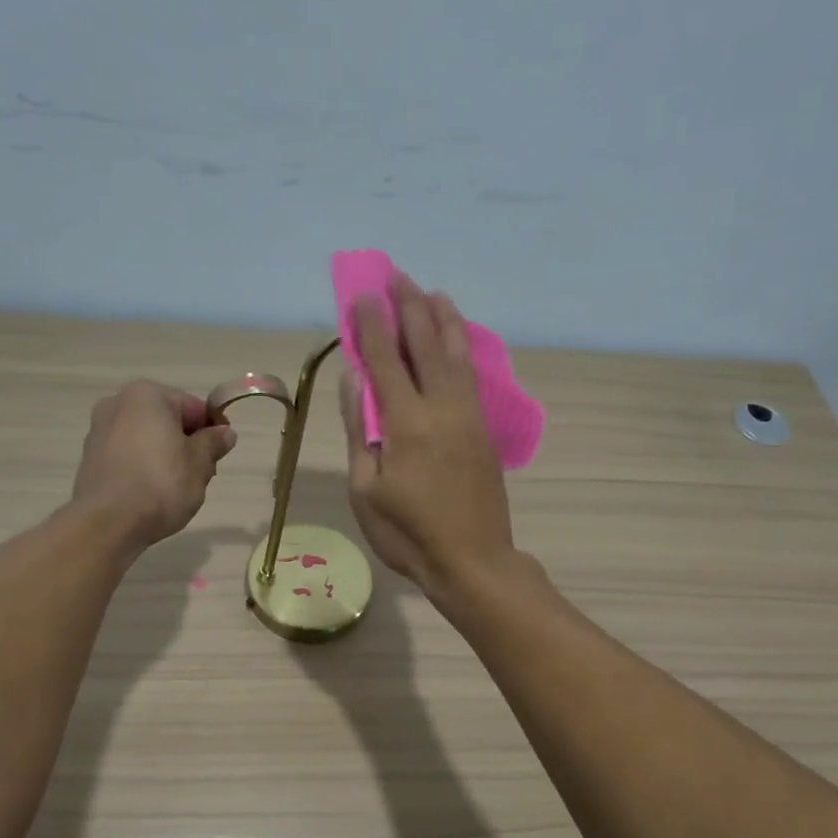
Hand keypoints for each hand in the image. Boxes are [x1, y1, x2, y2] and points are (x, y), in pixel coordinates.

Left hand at [72, 382, 236, 552]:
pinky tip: (149, 494)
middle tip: (199, 476)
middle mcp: (117, 403)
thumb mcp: (200, 464)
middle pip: (166, 422)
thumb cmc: (161, 484)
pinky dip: (140, 468)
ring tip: (173, 489)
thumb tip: (225, 433)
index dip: (211, 431)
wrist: (109, 521)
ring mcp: (98, 431)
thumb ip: (213, 443)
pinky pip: (126, 457)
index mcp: (147, 395)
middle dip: (185, 445)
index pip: (193, 407)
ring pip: (144, 439)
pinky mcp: (89, 459)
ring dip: (162, 457)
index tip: (219, 456)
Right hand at [341, 276, 516, 597]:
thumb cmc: (408, 533)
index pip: (384, 359)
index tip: (363, 294)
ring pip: (456, 354)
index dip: (371, 324)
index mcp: (406, 422)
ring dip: (442, 319)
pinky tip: (458, 338)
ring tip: (432, 293)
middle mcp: (441, 407)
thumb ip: (359, 429)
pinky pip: (471, 374)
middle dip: (409, 307)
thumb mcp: (366, 488)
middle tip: (397, 277)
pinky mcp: (484, 430)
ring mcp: (468, 416)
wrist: (473, 561)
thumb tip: (353, 378)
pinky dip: (462, 347)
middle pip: (425, 344)